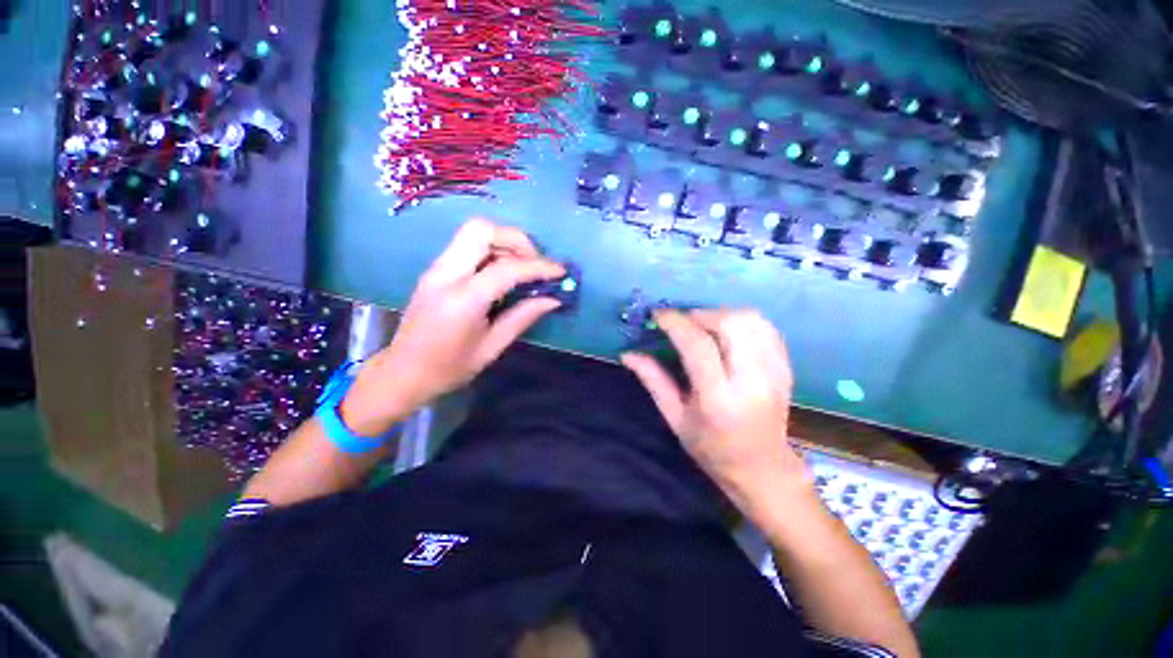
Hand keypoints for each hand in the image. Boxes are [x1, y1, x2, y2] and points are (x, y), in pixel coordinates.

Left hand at [341, 219, 563, 433]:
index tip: (560, 272)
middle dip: (516, 240)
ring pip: (474, 233)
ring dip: (504, 244)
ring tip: (523, 270)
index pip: (507, 268)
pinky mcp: (436, 270)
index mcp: (462, 299)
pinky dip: (492, 252)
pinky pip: (467, 247)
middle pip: (482, 229)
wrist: (402, 373)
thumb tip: (553, 299)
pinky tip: (503, 275)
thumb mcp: (492, 347)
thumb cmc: (449, 368)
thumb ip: (523, 317)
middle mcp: (445, 274)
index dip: (539, 267)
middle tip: (534, 264)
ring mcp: (437, 269)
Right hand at [621, 309, 810, 513]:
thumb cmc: (711, 448)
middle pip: (730, 324)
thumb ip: (653, 380)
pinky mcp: (786, 367)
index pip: (698, 345)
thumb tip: (627, 354)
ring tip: (704, 327)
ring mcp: (775, 372)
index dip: (675, 322)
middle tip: (683, 323)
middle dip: (700, 314)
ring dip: (721, 315)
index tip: (658, 315)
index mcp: (719, 399)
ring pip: (751, 320)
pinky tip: (726, 334)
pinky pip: (765, 327)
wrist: (763, 468)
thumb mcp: (675, 418)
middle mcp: (752, 381)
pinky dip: (742, 321)